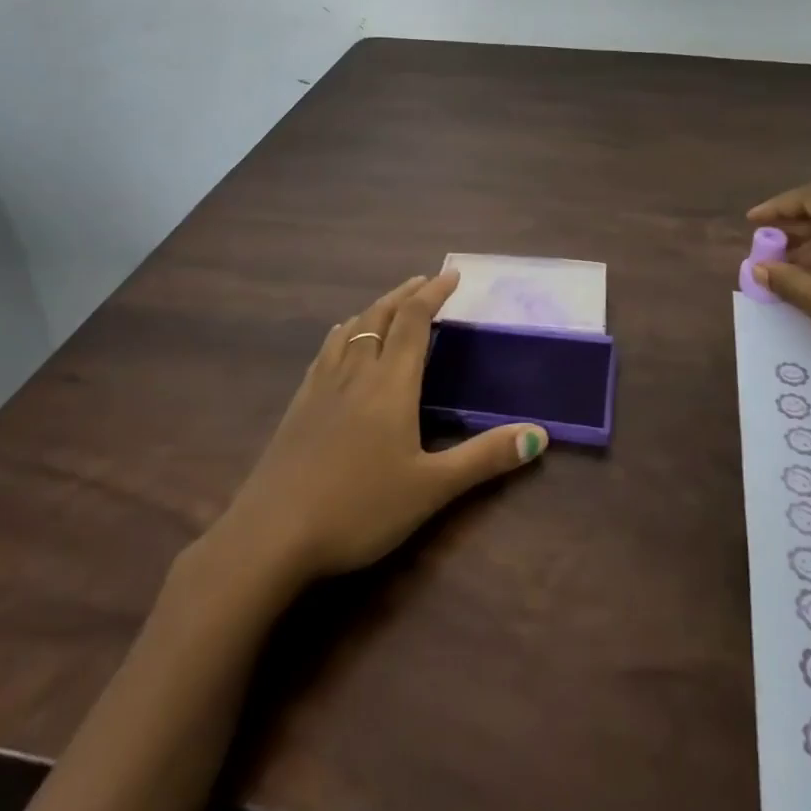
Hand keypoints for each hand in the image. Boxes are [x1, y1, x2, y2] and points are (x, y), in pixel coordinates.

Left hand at [209, 269, 546, 586]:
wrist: (271, 535)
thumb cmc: (359, 509)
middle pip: (381, 316)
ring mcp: (322, 386)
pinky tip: (342, 340)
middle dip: (406, 294)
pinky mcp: (299, 405)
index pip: (415, 321)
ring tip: (390, 302)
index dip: (434, 293)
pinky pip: (327, 351)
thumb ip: (484, 458)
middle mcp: (356, 372)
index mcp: (391, 383)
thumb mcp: (431, 489)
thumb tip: (540, 435)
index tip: (452, 275)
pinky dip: (345, 332)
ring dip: (375, 308)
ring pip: (351, 329)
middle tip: (425, 280)